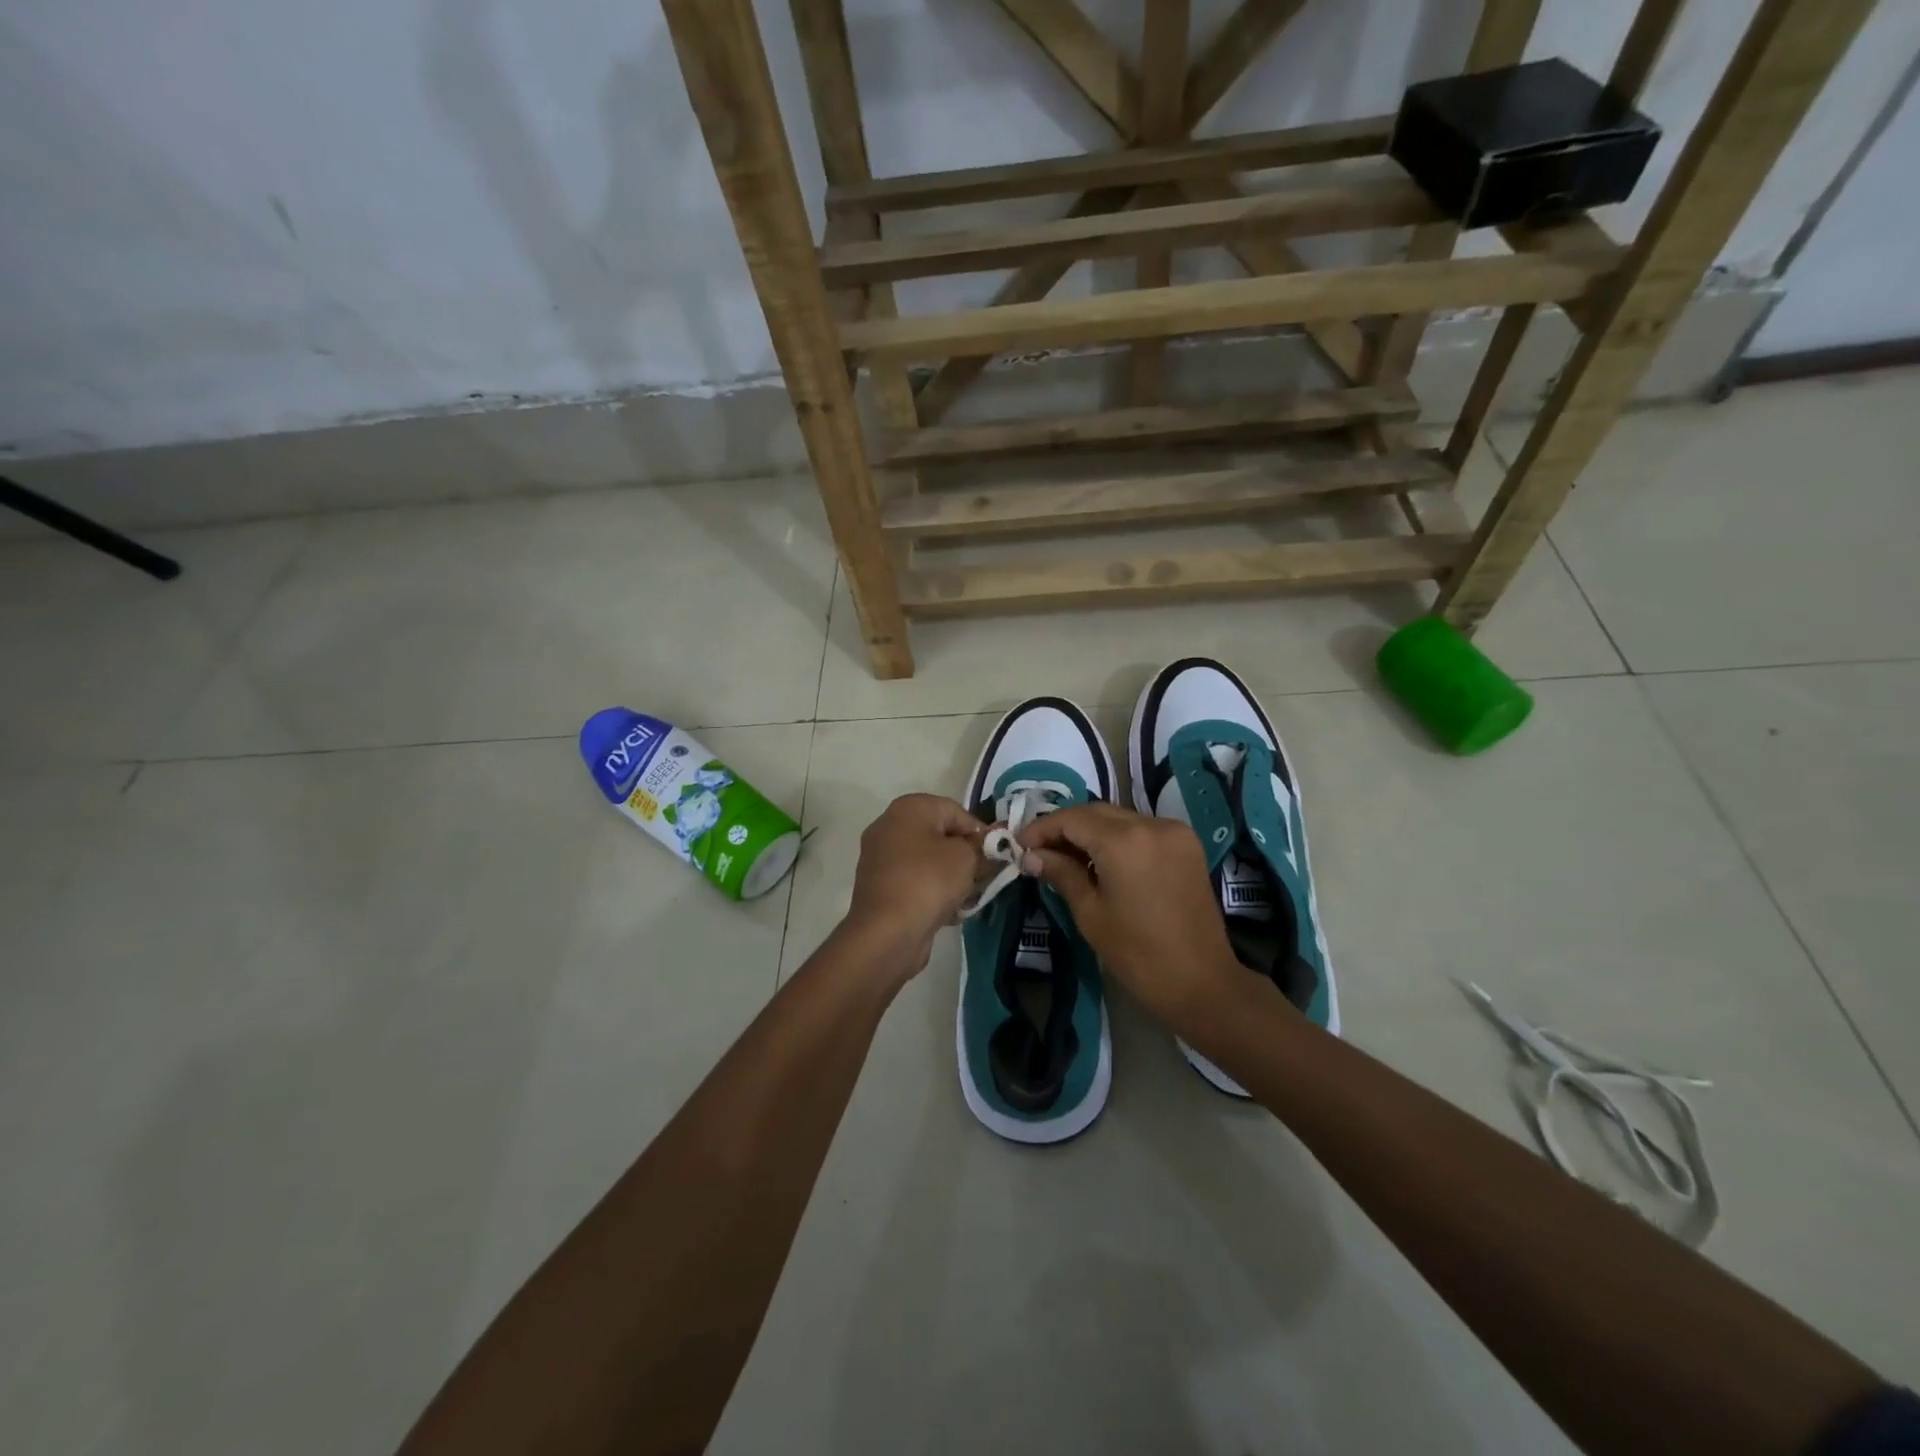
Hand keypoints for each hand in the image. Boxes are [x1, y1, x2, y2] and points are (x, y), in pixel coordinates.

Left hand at [842, 794, 988, 977]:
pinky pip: (916, 881)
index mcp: (908, 808)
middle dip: (966, 856)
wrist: (886, 933)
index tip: (996, 856)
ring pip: (929, 861)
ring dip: (952, 877)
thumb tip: (989, 844)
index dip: (980, 832)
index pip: (956, 811)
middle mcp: (890, 826)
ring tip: (969, 898)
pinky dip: (933, 892)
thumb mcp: (967, 857)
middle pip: (941, 836)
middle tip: (984, 877)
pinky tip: (950, 912)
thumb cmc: (929, 881)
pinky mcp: (880, 887)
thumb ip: (982, 846)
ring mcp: (881, 858)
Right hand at [1017, 803, 1251, 1032]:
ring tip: (1065, 857)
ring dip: (1090, 831)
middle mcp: (1151, 824)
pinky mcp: (1186, 844)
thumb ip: (1061, 874)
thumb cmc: (1138, 954)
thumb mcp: (1090, 913)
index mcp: (1124, 841)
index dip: (1042, 828)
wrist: (1202, 982)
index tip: (1019, 845)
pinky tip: (1101, 861)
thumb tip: (1031, 856)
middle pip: (1096, 812)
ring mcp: (1174, 831)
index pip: (1072, 819)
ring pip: (1119, 818)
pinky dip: (1117, 837)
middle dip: (1065, 827)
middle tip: (1038, 851)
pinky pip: (1141, 829)